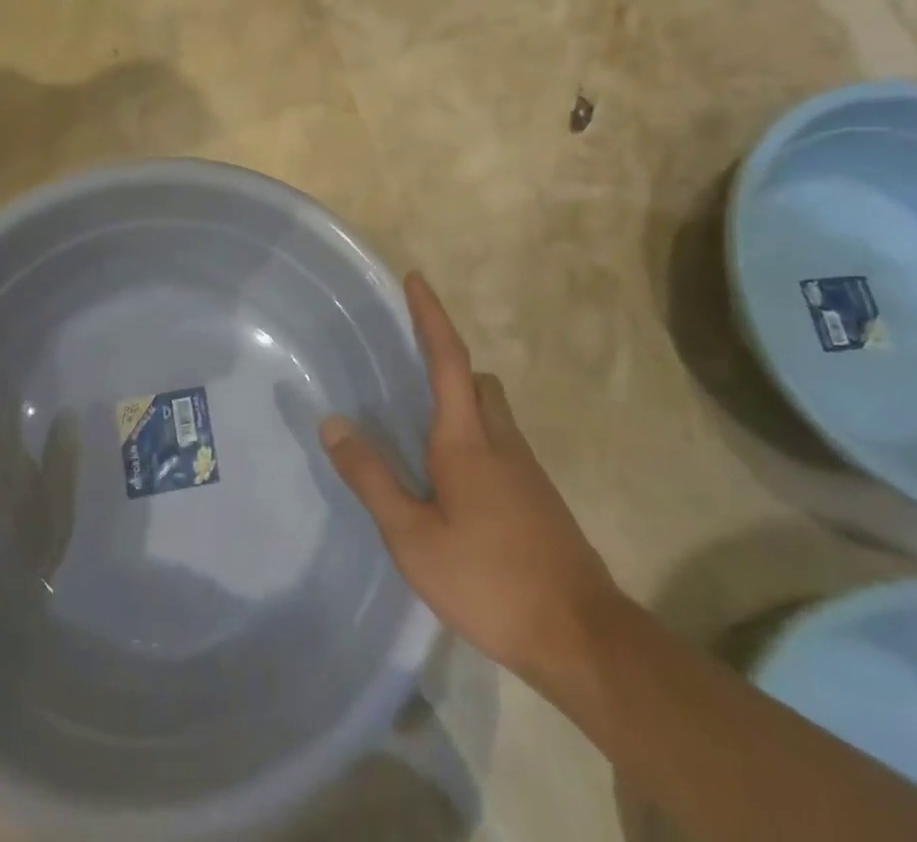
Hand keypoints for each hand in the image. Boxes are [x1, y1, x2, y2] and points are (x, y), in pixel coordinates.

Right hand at [321, 273, 621, 695]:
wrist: (583, 637)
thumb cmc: (490, 580)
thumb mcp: (413, 538)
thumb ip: (372, 478)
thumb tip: (333, 423)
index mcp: (466, 440)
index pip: (448, 358)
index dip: (431, 315)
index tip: (416, 278)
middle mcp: (501, 441)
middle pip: (477, 381)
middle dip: (448, 364)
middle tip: (410, 374)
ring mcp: (527, 470)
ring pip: (493, 413)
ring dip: (463, 404)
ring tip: (423, 434)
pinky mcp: (541, 498)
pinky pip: (503, 445)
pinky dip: (477, 440)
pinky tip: (456, 485)